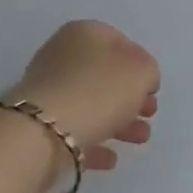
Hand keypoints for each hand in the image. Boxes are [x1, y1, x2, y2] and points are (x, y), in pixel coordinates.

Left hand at [6, 21, 158, 172]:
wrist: (44, 131)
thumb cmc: (99, 90)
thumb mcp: (141, 71)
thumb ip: (148, 71)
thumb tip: (140, 80)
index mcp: (85, 32)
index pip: (120, 42)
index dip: (141, 64)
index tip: (153, 90)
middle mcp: (62, 54)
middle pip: (105, 75)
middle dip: (131, 97)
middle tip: (148, 115)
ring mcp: (48, 89)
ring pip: (91, 103)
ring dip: (119, 122)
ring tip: (139, 140)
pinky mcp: (39, 123)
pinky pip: (74, 129)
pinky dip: (94, 141)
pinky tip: (110, 159)